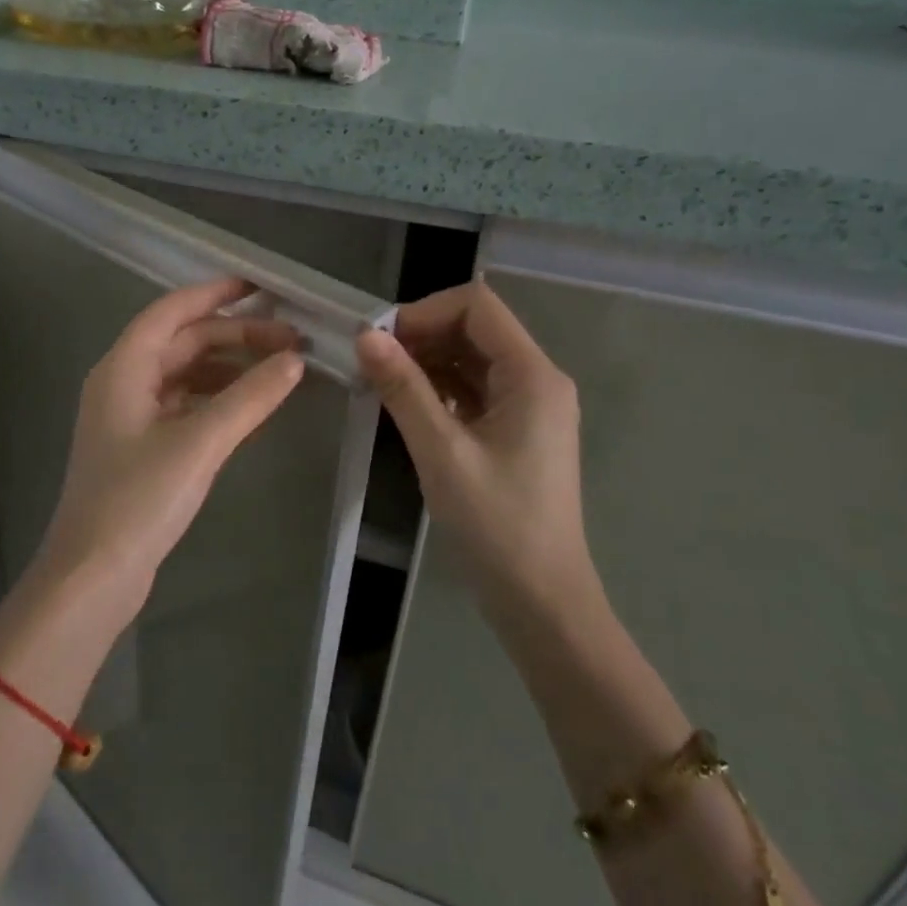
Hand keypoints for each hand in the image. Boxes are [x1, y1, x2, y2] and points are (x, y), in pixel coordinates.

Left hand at [33, 278, 305, 622]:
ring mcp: (129, 418)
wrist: (93, 575)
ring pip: (185, 375)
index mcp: (123, 368)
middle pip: (183, 343)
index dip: (214, 294)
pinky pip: (184, 406)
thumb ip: (248, 398)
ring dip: (228, 368)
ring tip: (278, 371)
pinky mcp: (140, 448)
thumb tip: (294, 360)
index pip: (171, 312)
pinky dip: (216, 399)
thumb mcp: (199, 443)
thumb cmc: (138, 500)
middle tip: (291, 341)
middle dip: (235, 336)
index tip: (260, 287)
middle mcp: (122, 383)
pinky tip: (249, 408)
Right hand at [357, 280, 597, 618]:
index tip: (380, 340)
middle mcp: (537, 380)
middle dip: (421, 335)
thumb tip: (365, 336)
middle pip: (475, 328)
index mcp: (532, 376)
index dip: (425, 311)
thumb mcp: (441, 451)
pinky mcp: (516, 430)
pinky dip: (439, 388)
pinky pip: (474, 390)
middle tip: (372, 361)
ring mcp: (529, 406)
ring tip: (381, 381)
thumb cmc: (496, 524)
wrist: (540, 599)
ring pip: (472, 359)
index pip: (478, 306)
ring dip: (427, 361)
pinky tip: (406, 404)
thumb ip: (403, 388)